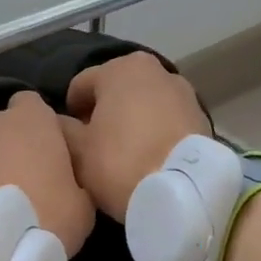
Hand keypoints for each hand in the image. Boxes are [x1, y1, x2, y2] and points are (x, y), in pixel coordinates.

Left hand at [0, 91, 95, 255]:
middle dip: (11, 147)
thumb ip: (77, 181)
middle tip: (23, 184)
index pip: (35, 105)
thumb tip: (69, 182)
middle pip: (3, 126)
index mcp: (30, 119)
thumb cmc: (39, 218)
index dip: (43, 129)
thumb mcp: (83, 208)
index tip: (50, 158)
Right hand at [60, 53, 210, 219]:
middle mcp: (155, 70)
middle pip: (116, 91)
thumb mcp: (77, 150)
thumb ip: (61, 128)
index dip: (69, 111)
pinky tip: (147, 159)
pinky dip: (154, 134)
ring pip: (143, 105)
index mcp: (120, 69)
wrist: (183, 192)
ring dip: (130, 123)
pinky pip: (166, 122)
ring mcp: (184, 93)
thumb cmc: (120, 163)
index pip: (81, 84)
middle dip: (102, 114)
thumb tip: (59, 121)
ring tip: (122, 155)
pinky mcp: (202, 118)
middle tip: (93, 147)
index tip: (67, 137)